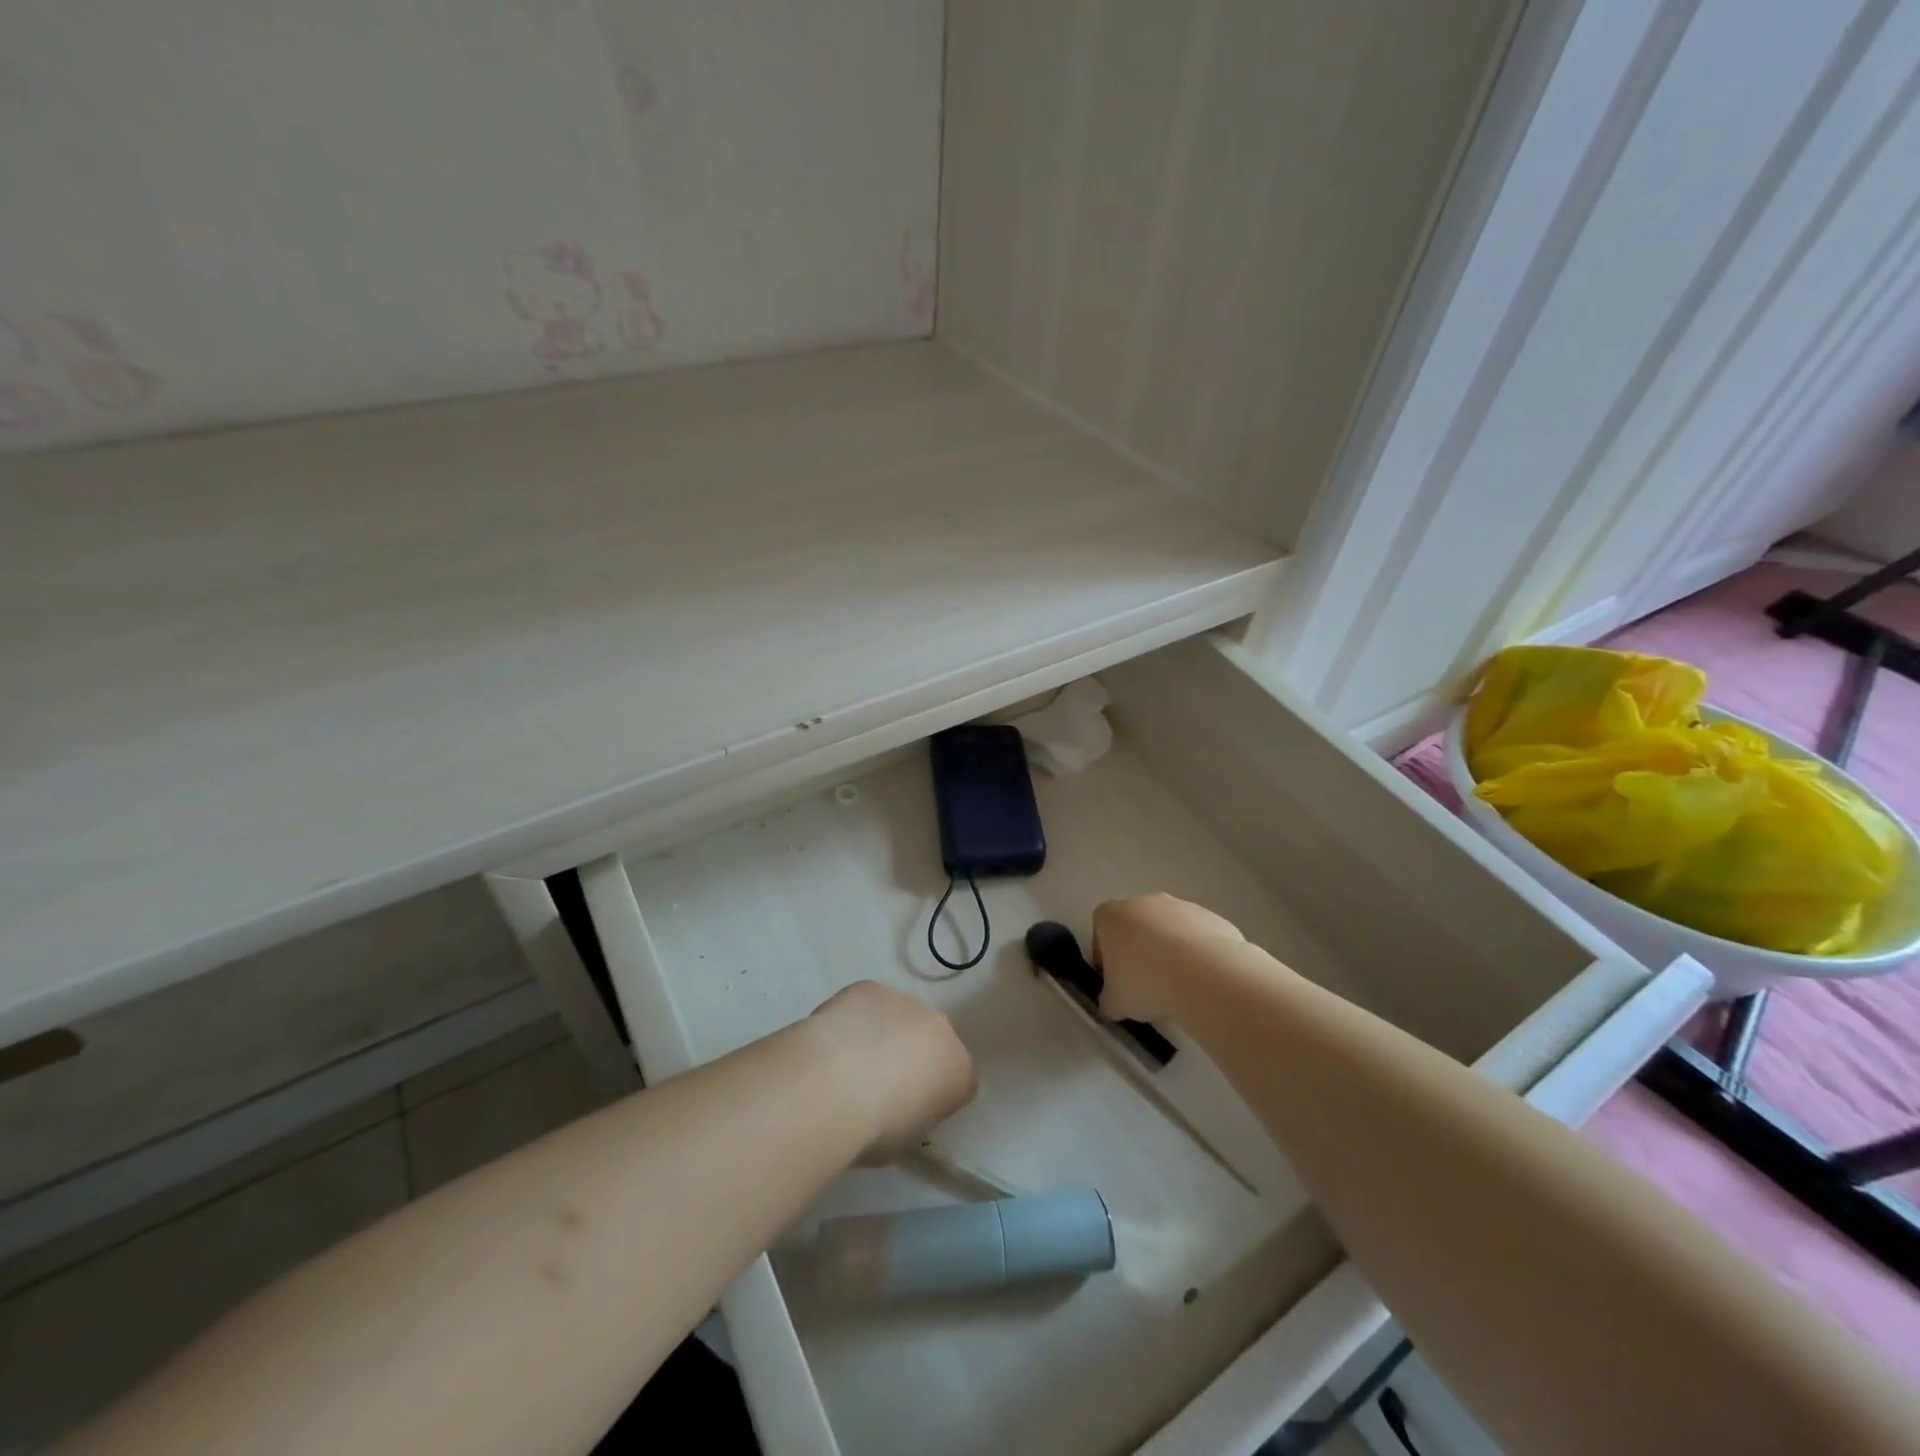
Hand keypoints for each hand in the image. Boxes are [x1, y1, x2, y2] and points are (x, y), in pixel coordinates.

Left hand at [808, 981, 976, 1164]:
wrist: (832, 1085)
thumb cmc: (874, 1128)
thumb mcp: (905, 1141)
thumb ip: (914, 1116)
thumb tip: (900, 1107)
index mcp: (959, 1071)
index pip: (958, 1082)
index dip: (933, 1097)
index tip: (908, 1112)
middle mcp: (941, 1028)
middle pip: (932, 1042)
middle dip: (913, 1057)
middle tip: (879, 1085)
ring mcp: (906, 1001)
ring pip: (900, 1018)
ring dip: (884, 1034)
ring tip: (849, 1062)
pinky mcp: (871, 987)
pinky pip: (868, 1004)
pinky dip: (856, 1018)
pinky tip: (834, 1041)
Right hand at [1091, 893, 1246, 1022]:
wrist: (1205, 975)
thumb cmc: (1146, 983)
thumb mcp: (1115, 1003)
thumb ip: (1108, 999)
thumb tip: (1114, 1003)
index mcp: (1112, 915)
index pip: (1100, 929)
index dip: (1104, 956)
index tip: (1115, 980)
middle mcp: (1143, 902)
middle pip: (1134, 926)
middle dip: (1138, 951)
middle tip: (1145, 984)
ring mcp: (1179, 906)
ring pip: (1167, 930)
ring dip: (1168, 952)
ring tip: (1177, 985)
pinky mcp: (1209, 917)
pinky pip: (1195, 936)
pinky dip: (1195, 954)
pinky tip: (1200, 979)